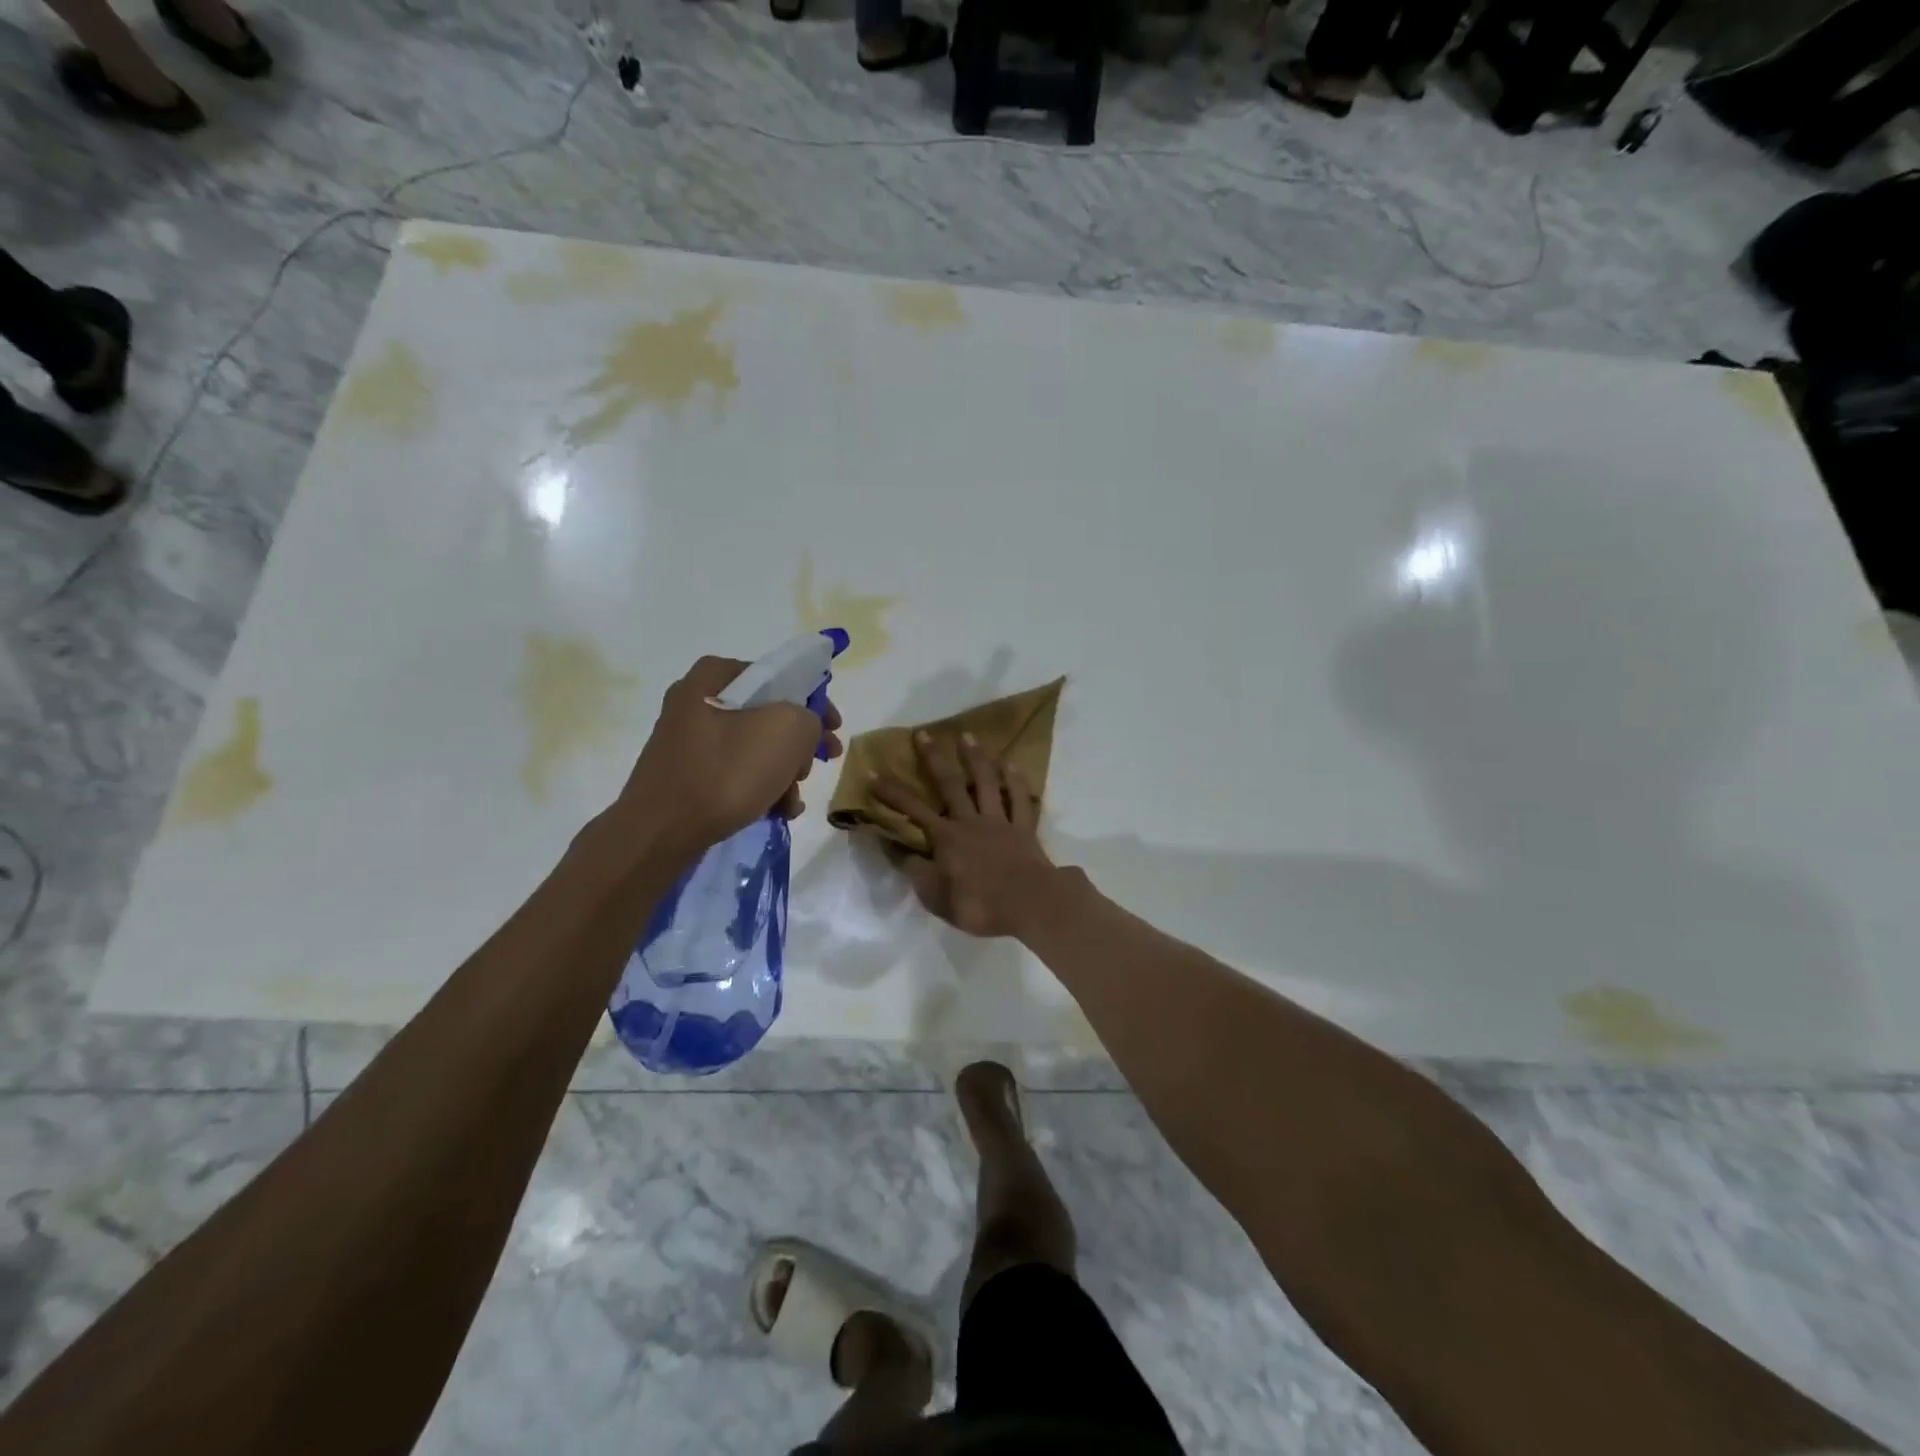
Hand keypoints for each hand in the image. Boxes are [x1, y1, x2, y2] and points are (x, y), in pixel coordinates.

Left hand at [621, 656, 842, 851]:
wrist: (660, 832)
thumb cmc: (726, 772)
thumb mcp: (787, 730)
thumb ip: (809, 716)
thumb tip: (803, 728)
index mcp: (714, 676)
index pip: (779, 676)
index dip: (815, 700)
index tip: (834, 728)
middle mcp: (696, 700)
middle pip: (768, 714)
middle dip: (799, 744)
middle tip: (817, 765)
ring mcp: (687, 739)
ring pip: (754, 747)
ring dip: (783, 772)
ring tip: (793, 801)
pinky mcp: (685, 774)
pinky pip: (734, 772)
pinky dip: (759, 787)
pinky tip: (776, 811)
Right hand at [872, 732, 1061, 938]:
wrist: (1029, 904)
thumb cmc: (978, 904)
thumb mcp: (935, 896)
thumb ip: (914, 870)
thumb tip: (894, 847)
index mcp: (946, 838)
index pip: (912, 810)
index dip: (892, 793)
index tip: (873, 774)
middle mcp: (971, 821)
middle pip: (950, 784)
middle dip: (934, 758)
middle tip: (923, 733)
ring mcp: (1000, 821)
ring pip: (987, 782)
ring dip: (976, 758)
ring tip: (968, 736)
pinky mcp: (1025, 828)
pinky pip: (1021, 799)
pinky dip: (1016, 781)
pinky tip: (1011, 764)